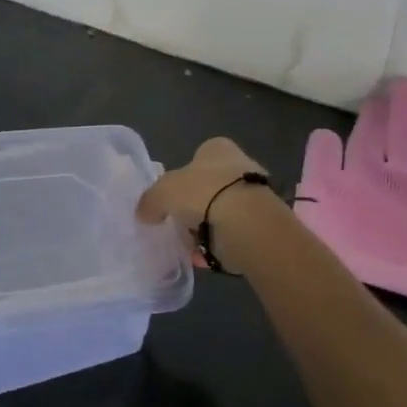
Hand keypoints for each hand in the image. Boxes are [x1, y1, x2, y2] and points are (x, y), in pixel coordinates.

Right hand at [137, 138, 271, 269]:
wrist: (248, 224)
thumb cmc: (204, 193)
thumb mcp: (163, 192)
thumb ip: (151, 200)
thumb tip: (144, 213)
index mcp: (217, 148)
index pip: (197, 156)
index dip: (182, 176)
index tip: (171, 197)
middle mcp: (239, 166)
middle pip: (210, 185)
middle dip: (195, 204)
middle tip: (177, 222)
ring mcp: (253, 196)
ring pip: (221, 211)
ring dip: (206, 227)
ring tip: (188, 245)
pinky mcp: (262, 224)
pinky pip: (232, 235)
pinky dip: (218, 246)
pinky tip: (203, 257)